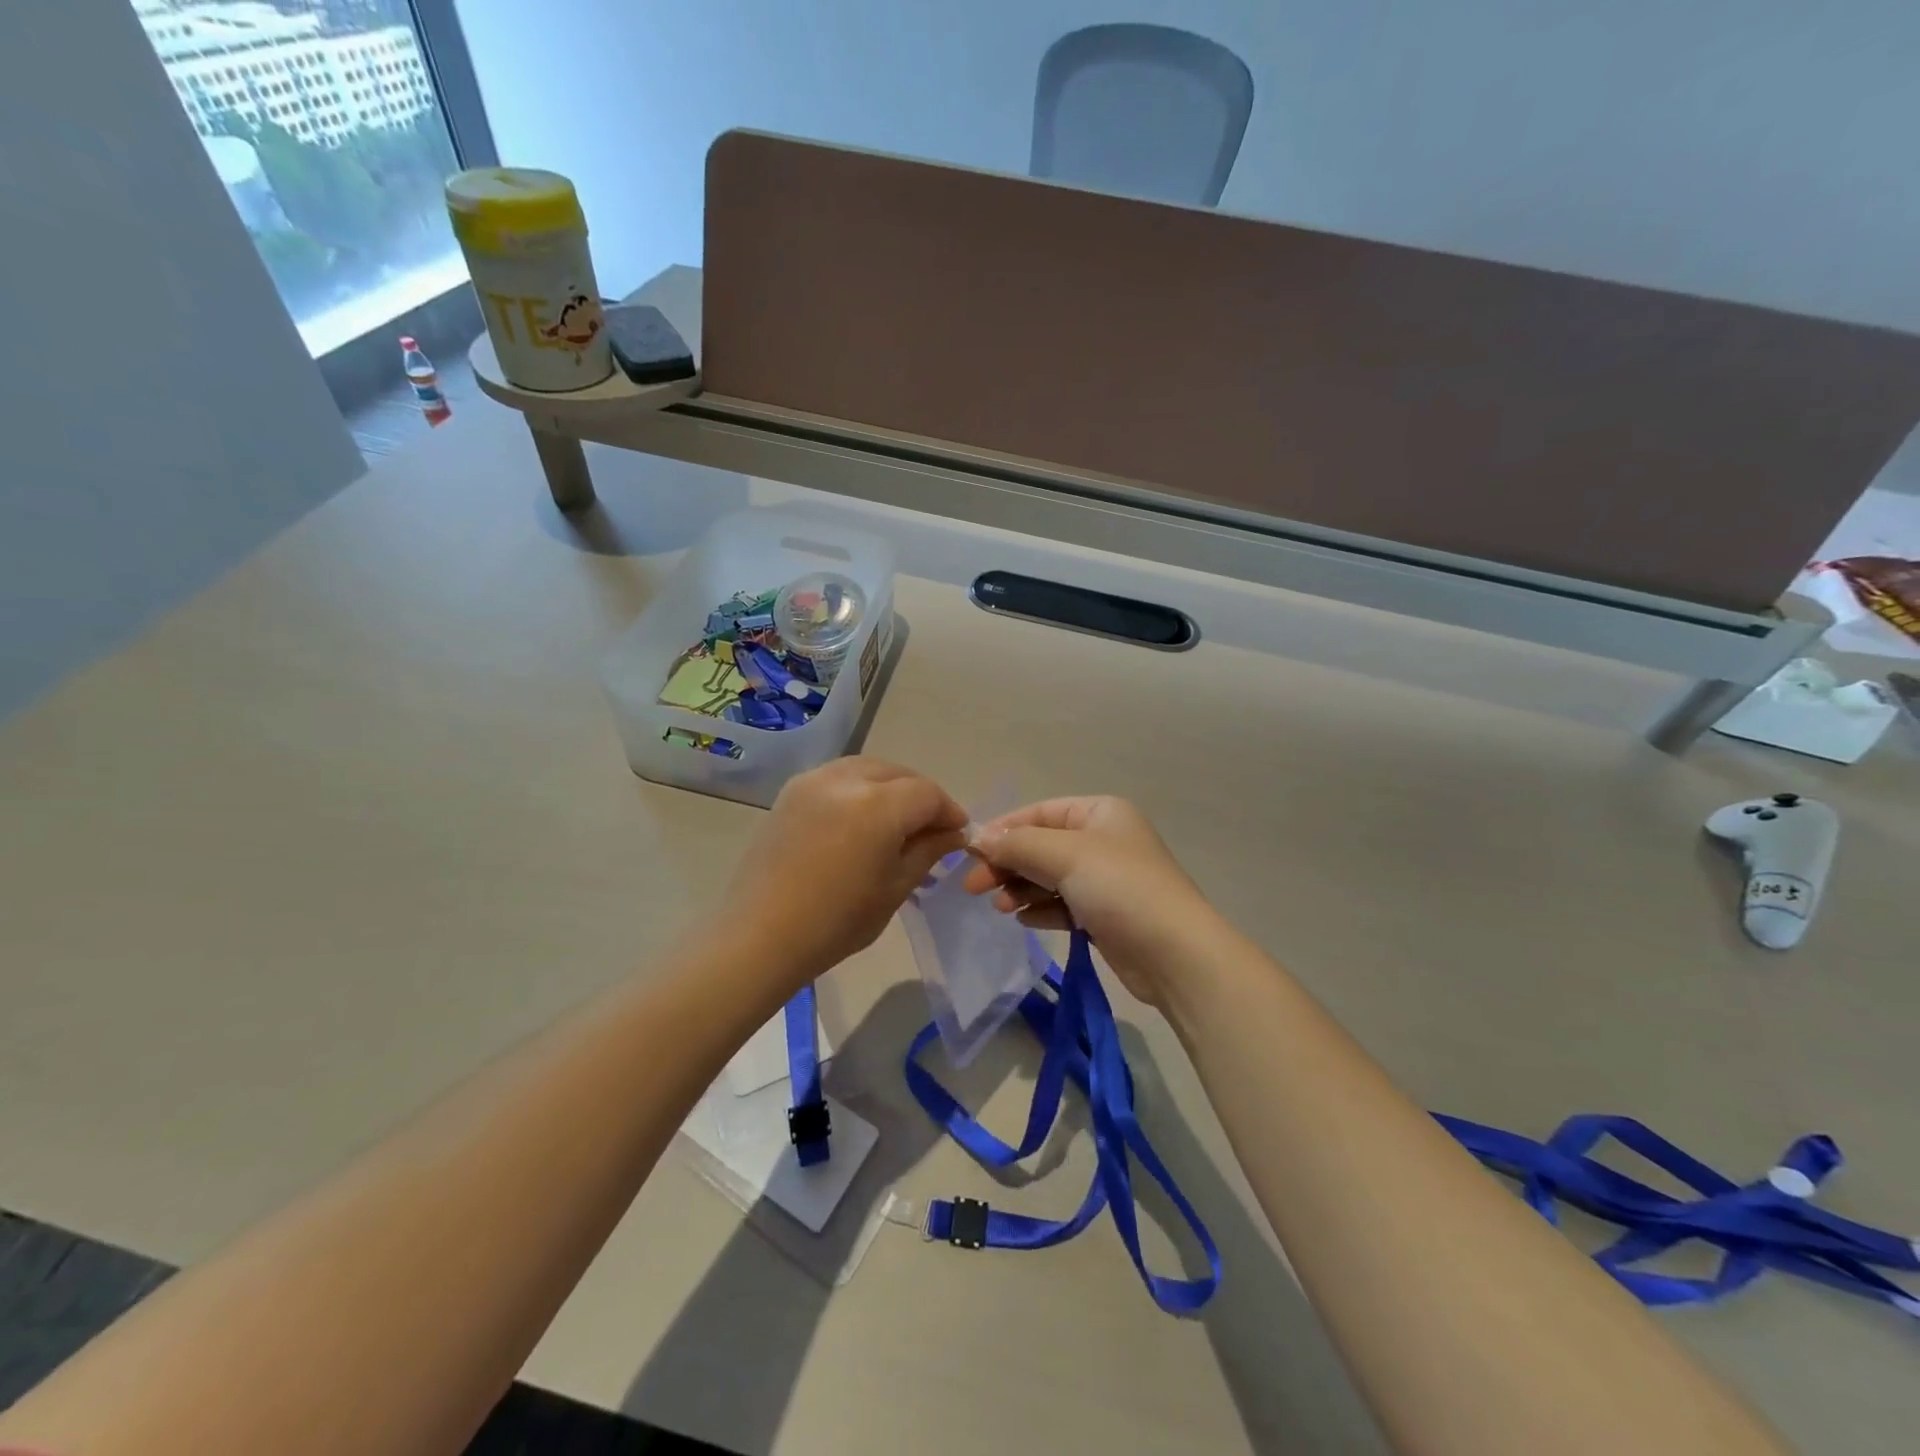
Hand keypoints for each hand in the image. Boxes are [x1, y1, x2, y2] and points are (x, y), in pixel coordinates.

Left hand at [728, 758, 967, 981]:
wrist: (760, 935)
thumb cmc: (836, 922)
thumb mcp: (895, 888)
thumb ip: (928, 851)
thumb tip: (953, 834)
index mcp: (877, 806)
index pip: (928, 794)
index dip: (949, 811)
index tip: (958, 834)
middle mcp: (845, 780)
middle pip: (899, 774)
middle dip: (921, 796)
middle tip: (931, 828)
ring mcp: (813, 781)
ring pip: (867, 768)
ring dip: (890, 786)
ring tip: (896, 820)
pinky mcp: (791, 791)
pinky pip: (838, 776)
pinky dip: (859, 787)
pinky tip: (860, 817)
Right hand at [961, 796, 1220, 1009]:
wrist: (1174, 954)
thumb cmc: (1120, 888)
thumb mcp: (1065, 855)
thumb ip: (1018, 844)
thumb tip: (978, 839)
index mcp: (1100, 813)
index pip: (1040, 812)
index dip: (1004, 829)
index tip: (969, 852)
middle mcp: (1103, 840)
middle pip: (1041, 845)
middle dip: (1008, 863)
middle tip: (973, 886)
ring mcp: (1105, 879)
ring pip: (1048, 876)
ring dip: (1020, 888)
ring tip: (1001, 907)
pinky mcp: (1104, 914)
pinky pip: (1061, 904)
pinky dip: (1041, 909)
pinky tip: (1025, 920)